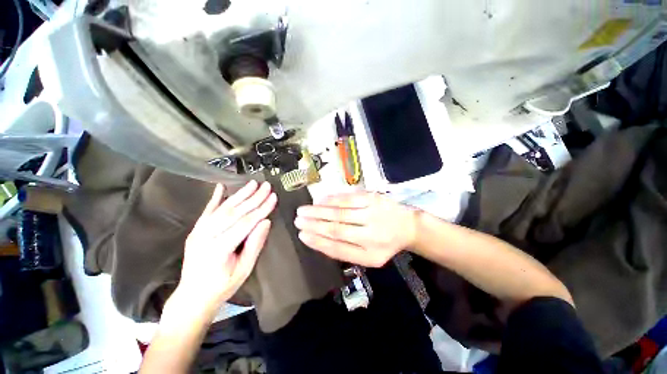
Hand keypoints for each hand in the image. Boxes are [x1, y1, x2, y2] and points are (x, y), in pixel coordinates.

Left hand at [177, 180, 276, 310]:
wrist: (192, 296)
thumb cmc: (222, 287)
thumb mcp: (244, 270)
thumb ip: (255, 245)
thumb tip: (266, 222)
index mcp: (220, 249)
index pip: (245, 223)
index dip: (261, 209)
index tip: (273, 197)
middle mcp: (206, 237)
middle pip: (234, 212)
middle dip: (253, 198)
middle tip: (267, 186)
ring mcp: (198, 232)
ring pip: (223, 209)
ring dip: (240, 194)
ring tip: (253, 183)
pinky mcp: (195, 230)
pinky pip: (207, 211)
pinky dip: (215, 198)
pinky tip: (221, 187)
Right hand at [295, 192, 417, 266]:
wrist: (407, 226)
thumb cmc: (385, 244)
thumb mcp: (369, 257)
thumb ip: (346, 251)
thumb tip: (320, 241)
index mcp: (369, 252)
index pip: (337, 247)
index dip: (318, 241)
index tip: (301, 235)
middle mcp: (371, 233)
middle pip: (337, 228)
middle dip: (314, 224)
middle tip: (297, 220)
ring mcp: (372, 212)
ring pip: (341, 211)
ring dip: (319, 210)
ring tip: (303, 210)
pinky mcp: (372, 198)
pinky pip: (349, 198)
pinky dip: (333, 198)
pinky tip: (320, 200)